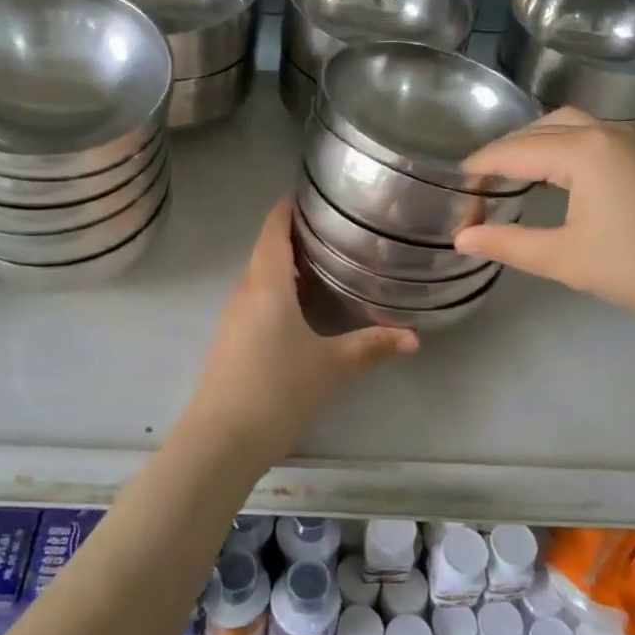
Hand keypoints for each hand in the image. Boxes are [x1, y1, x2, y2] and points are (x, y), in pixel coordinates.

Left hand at [186, 200, 416, 463]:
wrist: (220, 441)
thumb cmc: (277, 390)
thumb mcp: (332, 366)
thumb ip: (372, 346)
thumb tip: (414, 337)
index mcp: (267, 284)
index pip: (274, 229)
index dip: (290, 207)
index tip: (315, 193)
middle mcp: (245, 292)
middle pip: (269, 250)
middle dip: (298, 235)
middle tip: (338, 229)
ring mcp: (234, 318)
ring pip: (263, 278)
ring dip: (290, 266)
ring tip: (328, 262)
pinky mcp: (232, 342)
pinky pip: (258, 301)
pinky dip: (281, 292)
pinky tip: (305, 309)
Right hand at [453, 108, 634, 327]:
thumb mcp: (565, 258)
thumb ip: (508, 244)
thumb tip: (461, 238)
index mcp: (582, 150)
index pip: (510, 151)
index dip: (476, 174)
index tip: (454, 202)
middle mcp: (602, 132)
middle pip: (535, 130)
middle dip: (500, 155)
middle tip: (477, 190)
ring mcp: (626, 141)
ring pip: (563, 127)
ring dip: (529, 146)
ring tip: (507, 179)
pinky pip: (585, 137)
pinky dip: (556, 148)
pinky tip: (550, 177)